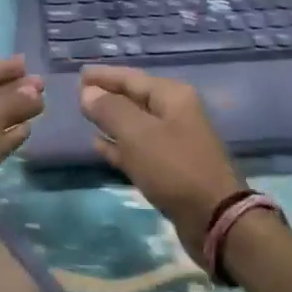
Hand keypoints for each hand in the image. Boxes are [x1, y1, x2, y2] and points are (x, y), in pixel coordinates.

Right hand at [79, 65, 244, 265]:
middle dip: (107, 95)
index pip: (131, 78)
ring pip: (135, 124)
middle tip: (78, 94)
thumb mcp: (137, 134)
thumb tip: (88, 92)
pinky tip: (98, 145)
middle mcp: (175, 113)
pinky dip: (118, 144)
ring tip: (85, 117)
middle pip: (134, 98)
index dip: (104, 76)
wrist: (213, 217)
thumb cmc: (174, 167)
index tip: (79, 74)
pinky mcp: (169, 167)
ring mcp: (174, 141)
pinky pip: (138, 147)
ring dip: (111, 120)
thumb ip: (110, 110)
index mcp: (172, 96)